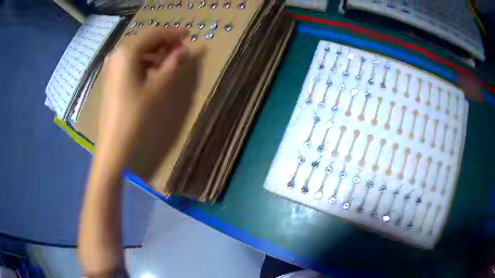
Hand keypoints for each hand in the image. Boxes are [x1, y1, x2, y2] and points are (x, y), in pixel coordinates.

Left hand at [94, 27, 197, 179]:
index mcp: (127, 52)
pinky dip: (144, 63)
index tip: (189, 35)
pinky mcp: (110, 78)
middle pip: (144, 41)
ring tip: (170, 61)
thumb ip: (172, 65)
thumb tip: (185, 51)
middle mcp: (116, 55)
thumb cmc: (136, 116)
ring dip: (155, 53)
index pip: (154, 34)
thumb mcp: (157, 88)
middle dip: (164, 43)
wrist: (114, 145)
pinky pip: (130, 63)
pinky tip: (153, 72)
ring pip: (137, 52)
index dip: (173, 33)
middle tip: (181, 49)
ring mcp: (111, 67)